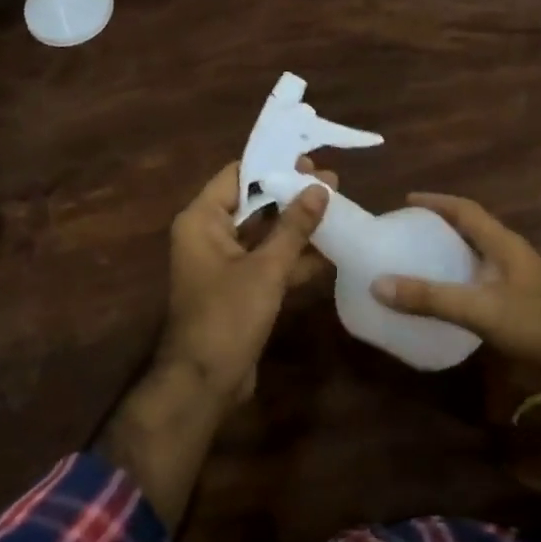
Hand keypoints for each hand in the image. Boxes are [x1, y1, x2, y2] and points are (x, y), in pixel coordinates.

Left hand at [160, 156, 332, 404]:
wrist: (205, 383)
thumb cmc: (228, 316)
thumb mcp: (266, 268)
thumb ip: (294, 227)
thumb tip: (320, 188)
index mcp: (201, 221)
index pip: (236, 176)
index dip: (272, 165)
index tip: (307, 158)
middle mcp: (209, 235)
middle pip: (253, 203)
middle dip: (292, 194)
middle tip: (332, 181)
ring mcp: (225, 263)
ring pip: (264, 234)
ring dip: (298, 225)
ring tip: (339, 207)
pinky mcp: (240, 288)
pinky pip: (268, 261)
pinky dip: (294, 256)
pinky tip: (331, 249)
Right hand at [372, 194, 540, 376]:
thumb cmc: (534, 321)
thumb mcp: (479, 308)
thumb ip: (431, 298)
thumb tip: (379, 284)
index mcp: (502, 242)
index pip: (465, 209)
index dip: (436, 201)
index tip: (407, 200)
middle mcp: (509, 251)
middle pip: (470, 227)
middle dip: (439, 224)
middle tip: (407, 230)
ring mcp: (517, 274)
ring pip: (477, 251)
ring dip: (450, 249)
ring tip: (418, 257)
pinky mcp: (519, 296)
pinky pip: (482, 274)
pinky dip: (460, 274)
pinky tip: (446, 291)